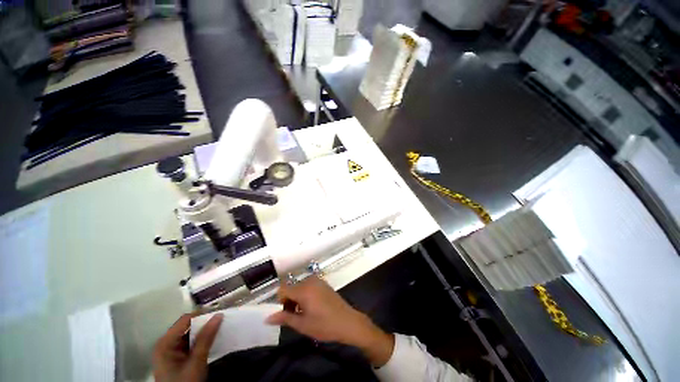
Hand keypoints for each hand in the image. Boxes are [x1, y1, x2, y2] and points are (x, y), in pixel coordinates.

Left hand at [153, 313, 223, 381]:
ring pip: (189, 334)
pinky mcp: (175, 357)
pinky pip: (188, 342)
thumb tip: (218, 315)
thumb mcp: (196, 362)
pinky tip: (210, 341)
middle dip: (203, 324)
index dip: (202, 315)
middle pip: (187, 326)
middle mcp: (165, 343)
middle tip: (221, 322)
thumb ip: (206, 338)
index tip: (219, 315)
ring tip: (218, 330)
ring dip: (203, 332)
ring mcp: (169, 351)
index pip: (185, 319)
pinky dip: (199, 340)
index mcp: (165, 343)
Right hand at [266, 277, 394, 366]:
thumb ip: (284, 318)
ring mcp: (318, 281)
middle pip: (291, 287)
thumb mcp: (303, 325)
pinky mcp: (323, 283)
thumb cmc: (324, 325)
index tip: (286, 313)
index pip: (283, 289)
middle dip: (289, 300)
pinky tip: (313, 307)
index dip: (280, 301)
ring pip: (300, 287)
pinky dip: (306, 294)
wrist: (348, 322)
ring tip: (304, 313)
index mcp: (303, 289)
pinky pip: (308, 286)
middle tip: (295, 316)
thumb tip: (267, 318)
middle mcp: (310, 281)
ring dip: (297, 298)